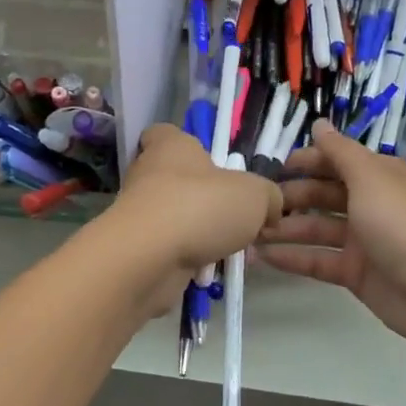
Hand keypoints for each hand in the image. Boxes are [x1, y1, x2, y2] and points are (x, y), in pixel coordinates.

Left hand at [99, 124, 282, 315]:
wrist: (148, 259)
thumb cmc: (201, 207)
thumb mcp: (255, 195)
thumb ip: (268, 196)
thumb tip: (270, 208)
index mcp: (170, 146)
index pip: (166, 133)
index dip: (187, 144)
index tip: (212, 162)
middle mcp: (148, 173)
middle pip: (178, 179)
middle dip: (206, 198)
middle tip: (237, 216)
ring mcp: (138, 213)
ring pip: (177, 218)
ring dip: (201, 233)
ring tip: (231, 250)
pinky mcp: (136, 248)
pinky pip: (170, 249)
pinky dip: (189, 260)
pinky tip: (211, 271)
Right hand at [260, 120, 405, 362]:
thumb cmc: (402, 225)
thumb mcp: (370, 178)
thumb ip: (340, 152)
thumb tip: (319, 124)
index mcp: (379, 177)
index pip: (337, 161)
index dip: (308, 162)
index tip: (275, 167)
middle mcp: (371, 204)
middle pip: (323, 195)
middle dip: (291, 197)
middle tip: (258, 205)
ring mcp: (363, 240)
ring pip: (316, 229)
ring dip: (285, 229)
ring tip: (249, 233)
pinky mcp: (355, 273)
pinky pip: (317, 261)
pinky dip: (292, 258)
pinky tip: (262, 257)